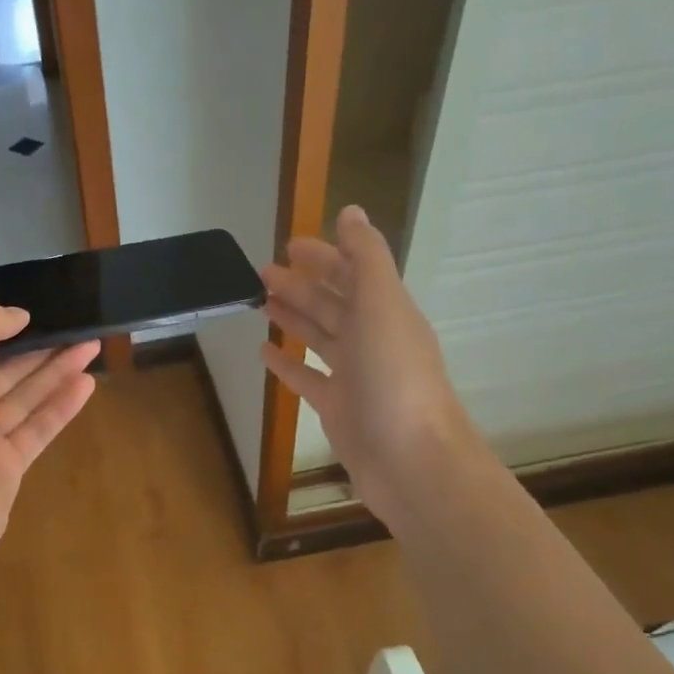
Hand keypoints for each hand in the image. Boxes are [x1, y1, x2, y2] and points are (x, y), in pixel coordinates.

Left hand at [0, 305, 99, 554]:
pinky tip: (87, 385)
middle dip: (39, 351)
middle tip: (78, 330)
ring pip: (24, 399)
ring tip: (92, 348)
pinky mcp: (7, 467)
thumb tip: (17, 314)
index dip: (1, 331)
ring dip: (56, 374)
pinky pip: (37, 429)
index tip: (36, 316)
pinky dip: (60, 407)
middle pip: (2, 372)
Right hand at [260, 204, 475, 529]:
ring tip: (261, 302)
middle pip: (333, 303)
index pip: (353, 272)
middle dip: (301, 284)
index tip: (289, 245)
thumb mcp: (382, 306)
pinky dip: (287, 363)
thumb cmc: (395, 378)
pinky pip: (308, 378)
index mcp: (386, 311)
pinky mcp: (338, 408)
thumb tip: (350, 211)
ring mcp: (356, 376)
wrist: (412, 461)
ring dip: (293, 316)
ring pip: (319, 337)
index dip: (325, 256)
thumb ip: (366, 258)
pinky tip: (265, 352)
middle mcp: (372, 339)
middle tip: (261, 273)